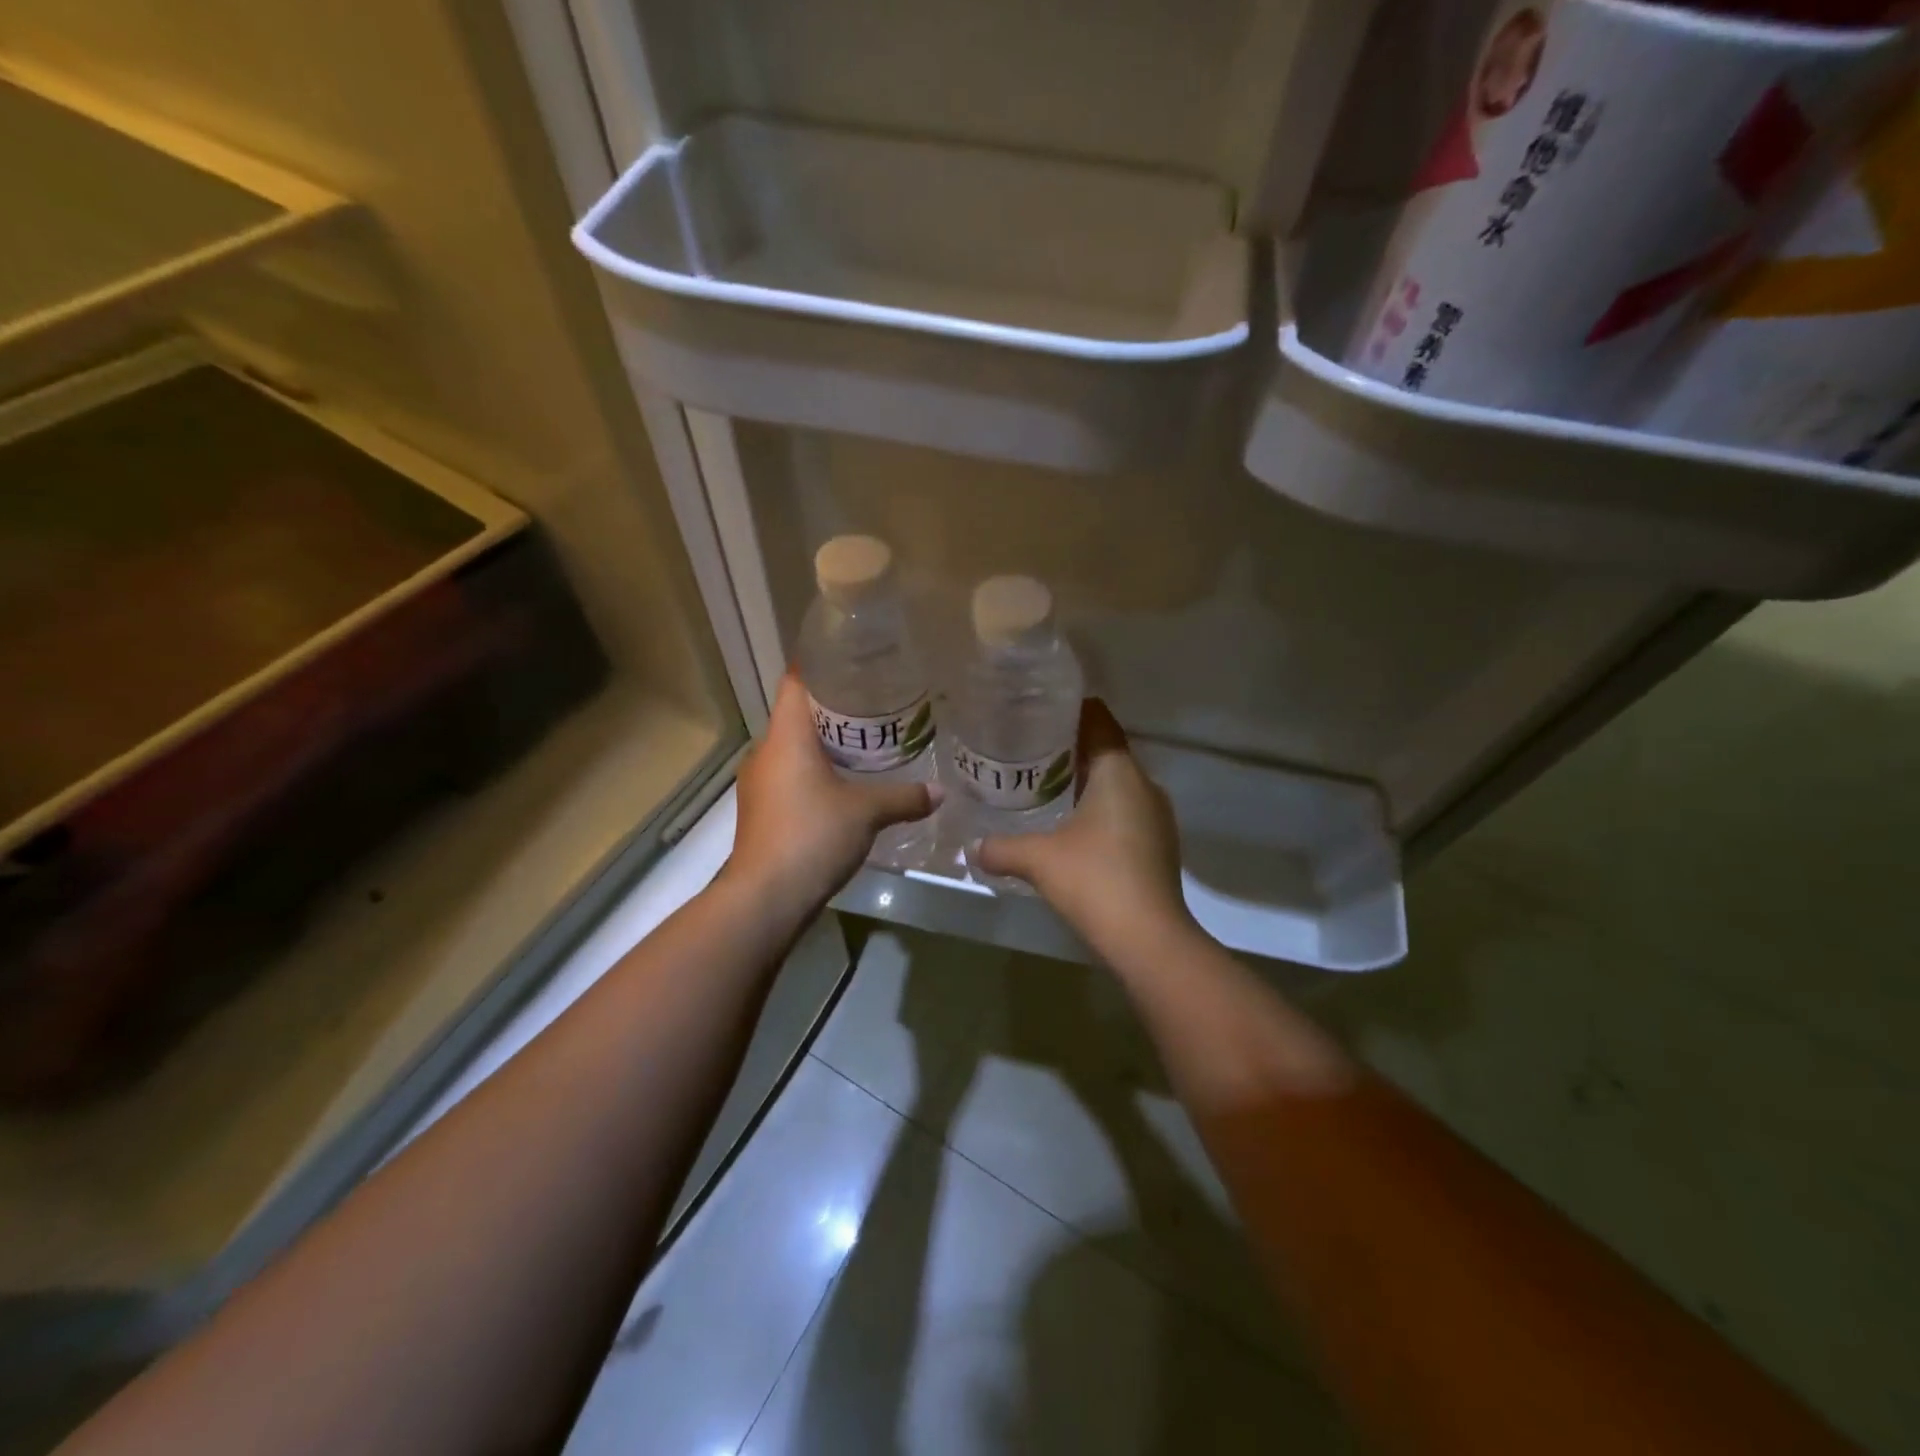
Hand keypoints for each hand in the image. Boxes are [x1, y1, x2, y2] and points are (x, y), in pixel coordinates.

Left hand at [728, 673, 939, 915]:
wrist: (765, 897)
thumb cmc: (812, 836)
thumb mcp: (866, 813)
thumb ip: (904, 797)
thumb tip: (940, 792)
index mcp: (785, 737)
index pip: (795, 682)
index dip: (819, 667)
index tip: (850, 662)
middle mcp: (765, 753)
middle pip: (796, 716)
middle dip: (832, 711)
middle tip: (874, 707)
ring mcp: (759, 784)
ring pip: (792, 751)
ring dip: (823, 747)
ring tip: (864, 747)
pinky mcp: (761, 812)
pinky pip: (789, 778)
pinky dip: (813, 775)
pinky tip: (842, 789)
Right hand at [977, 700, 1192, 951]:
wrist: (1149, 938)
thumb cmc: (1094, 880)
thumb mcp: (1038, 859)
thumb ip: (1001, 848)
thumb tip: (973, 848)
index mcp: (1118, 772)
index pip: (1098, 721)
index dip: (1071, 710)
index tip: (1039, 710)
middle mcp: (1144, 785)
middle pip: (1106, 751)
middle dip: (1071, 748)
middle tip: (1029, 750)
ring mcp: (1157, 816)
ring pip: (1117, 783)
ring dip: (1086, 781)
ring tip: (1045, 786)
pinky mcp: (1158, 844)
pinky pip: (1125, 810)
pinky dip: (1100, 809)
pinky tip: (1072, 827)